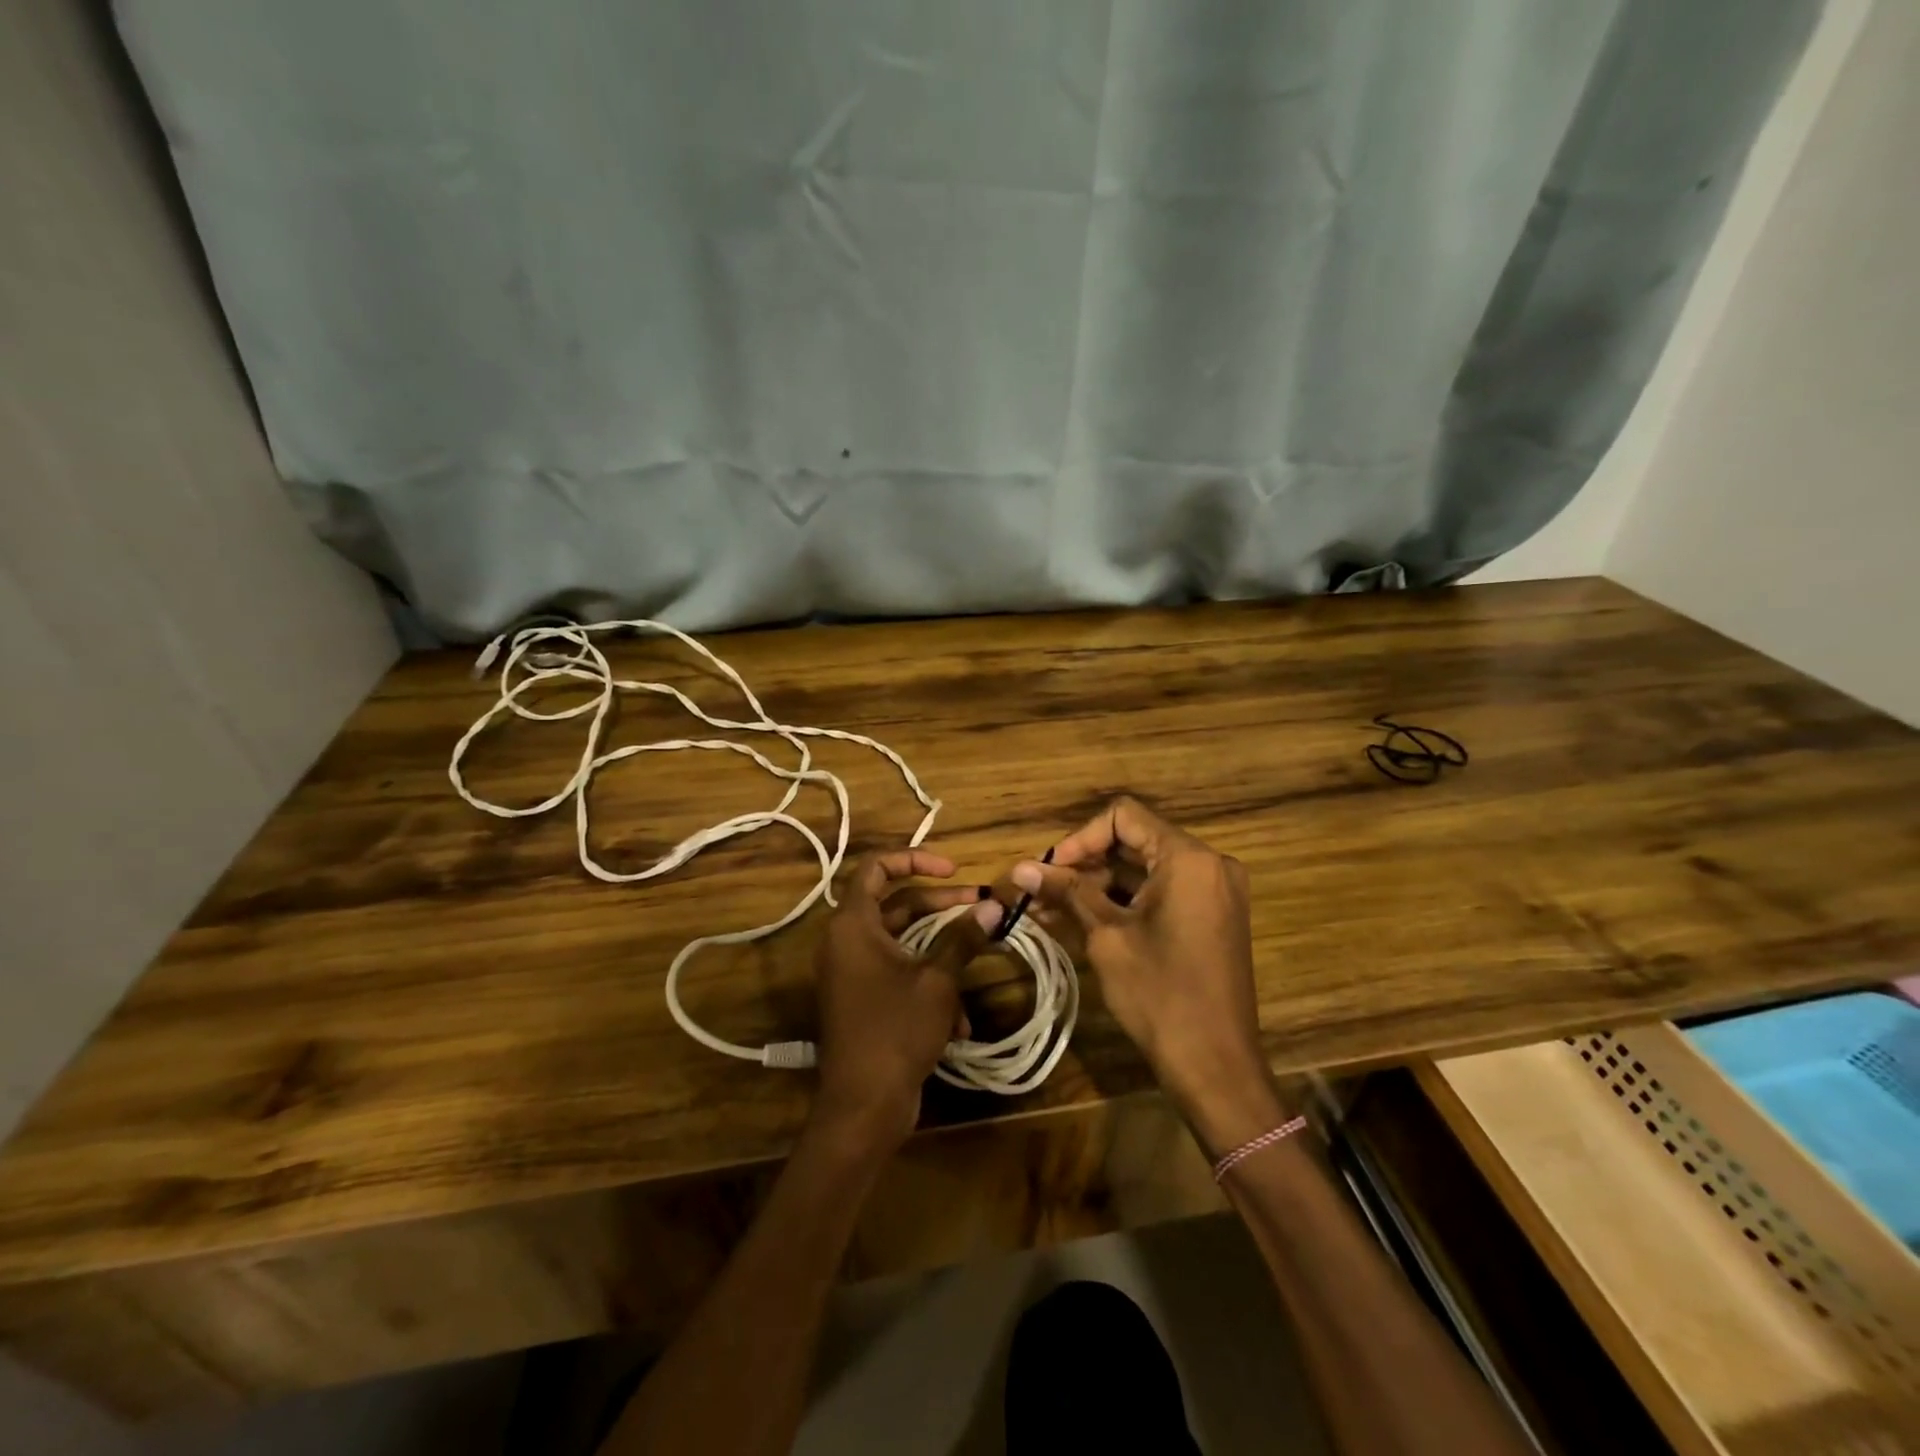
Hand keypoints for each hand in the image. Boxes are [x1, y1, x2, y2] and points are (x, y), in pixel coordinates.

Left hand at [812, 850, 999, 1154]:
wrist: (863, 1105)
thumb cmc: (896, 1030)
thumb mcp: (937, 980)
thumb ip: (963, 938)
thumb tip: (992, 906)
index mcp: (853, 925)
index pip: (876, 867)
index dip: (915, 859)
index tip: (954, 870)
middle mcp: (846, 942)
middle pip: (896, 906)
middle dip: (941, 906)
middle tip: (981, 906)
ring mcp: (852, 973)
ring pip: (902, 943)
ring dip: (941, 950)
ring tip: (977, 956)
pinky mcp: (862, 1001)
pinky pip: (897, 976)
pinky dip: (927, 986)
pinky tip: (959, 1020)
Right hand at [1010, 799, 1285, 1154]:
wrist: (1216, 1066)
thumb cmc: (1159, 995)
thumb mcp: (1106, 937)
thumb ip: (1067, 892)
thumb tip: (1020, 868)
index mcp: (1189, 858)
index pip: (1124, 817)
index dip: (1080, 838)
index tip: (1050, 868)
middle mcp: (1209, 864)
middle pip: (1134, 842)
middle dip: (1084, 864)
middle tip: (1042, 890)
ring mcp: (1214, 891)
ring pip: (1144, 871)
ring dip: (1098, 886)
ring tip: (1049, 908)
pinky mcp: (1211, 917)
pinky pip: (1161, 894)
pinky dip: (1124, 903)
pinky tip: (1079, 919)